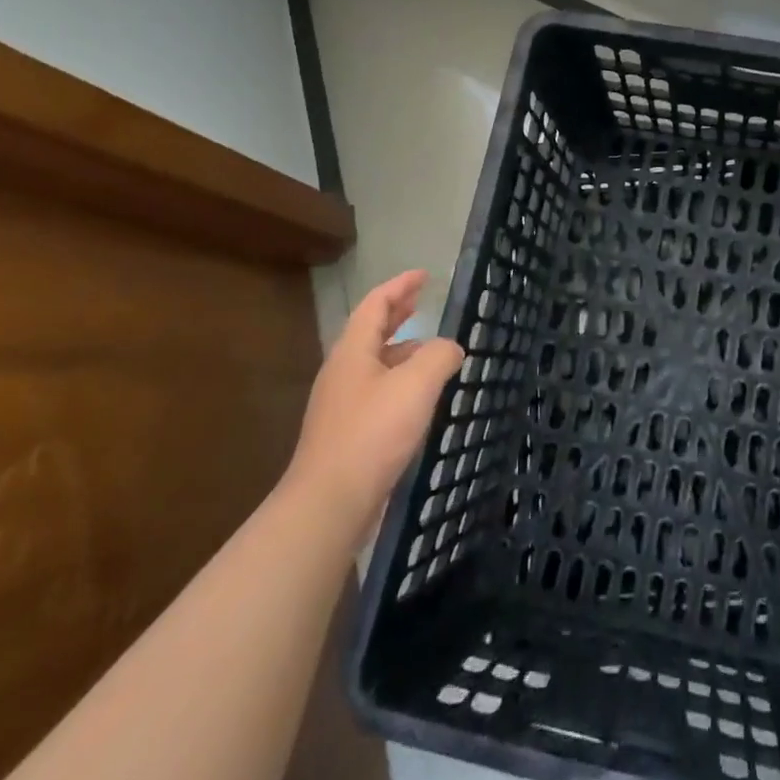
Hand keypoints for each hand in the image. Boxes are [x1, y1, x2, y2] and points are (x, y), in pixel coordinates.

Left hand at [285, 270, 464, 516]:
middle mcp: (343, 373)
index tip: (423, 275)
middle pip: (371, 331)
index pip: (376, 305)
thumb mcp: (416, 385)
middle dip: (397, 313)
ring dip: (402, 350)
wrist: (329, 504)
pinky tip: (420, 398)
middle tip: (421, 300)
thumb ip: (439, 356)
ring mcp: (342, 405)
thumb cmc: (372, 433)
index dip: (400, 286)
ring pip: (375, 364)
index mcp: (353, 352)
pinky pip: (377, 392)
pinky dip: (400, 381)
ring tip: (432, 351)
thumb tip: (450, 348)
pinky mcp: (347, 434)